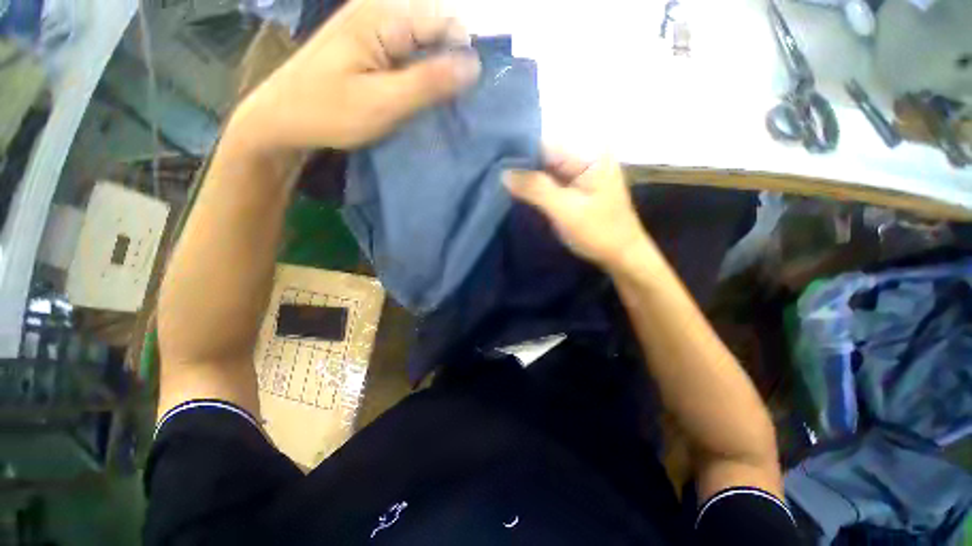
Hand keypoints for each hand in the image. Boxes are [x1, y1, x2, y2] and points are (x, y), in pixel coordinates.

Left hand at [229, 0, 481, 151]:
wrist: (282, 118)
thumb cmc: (329, 112)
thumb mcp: (384, 102)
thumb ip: (429, 82)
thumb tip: (474, 66)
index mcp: (383, 16)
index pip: (445, 22)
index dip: (463, 55)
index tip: (469, 94)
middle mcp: (379, 10)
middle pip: (435, 29)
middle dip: (450, 64)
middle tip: (450, 103)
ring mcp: (372, 26)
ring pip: (423, 42)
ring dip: (436, 72)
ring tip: (438, 104)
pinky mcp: (368, 44)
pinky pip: (407, 52)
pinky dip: (419, 74)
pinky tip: (419, 96)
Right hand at [504, 153, 652, 269]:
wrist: (622, 255)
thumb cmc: (599, 232)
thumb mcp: (565, 209)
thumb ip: (535, 188)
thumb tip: (503, 172)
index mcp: (589, 154)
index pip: (545, 144)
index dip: (519, 152)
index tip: (495, 162)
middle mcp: (585, 156)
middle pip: (545, 155)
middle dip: (521, 166)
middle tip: (494, 175)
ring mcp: (581, 172)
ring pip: (546, 169)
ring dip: (527, 177)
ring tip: (500, 182)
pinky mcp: (576, 186)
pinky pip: (551, 181)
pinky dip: (536, 187)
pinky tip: (517, 191)